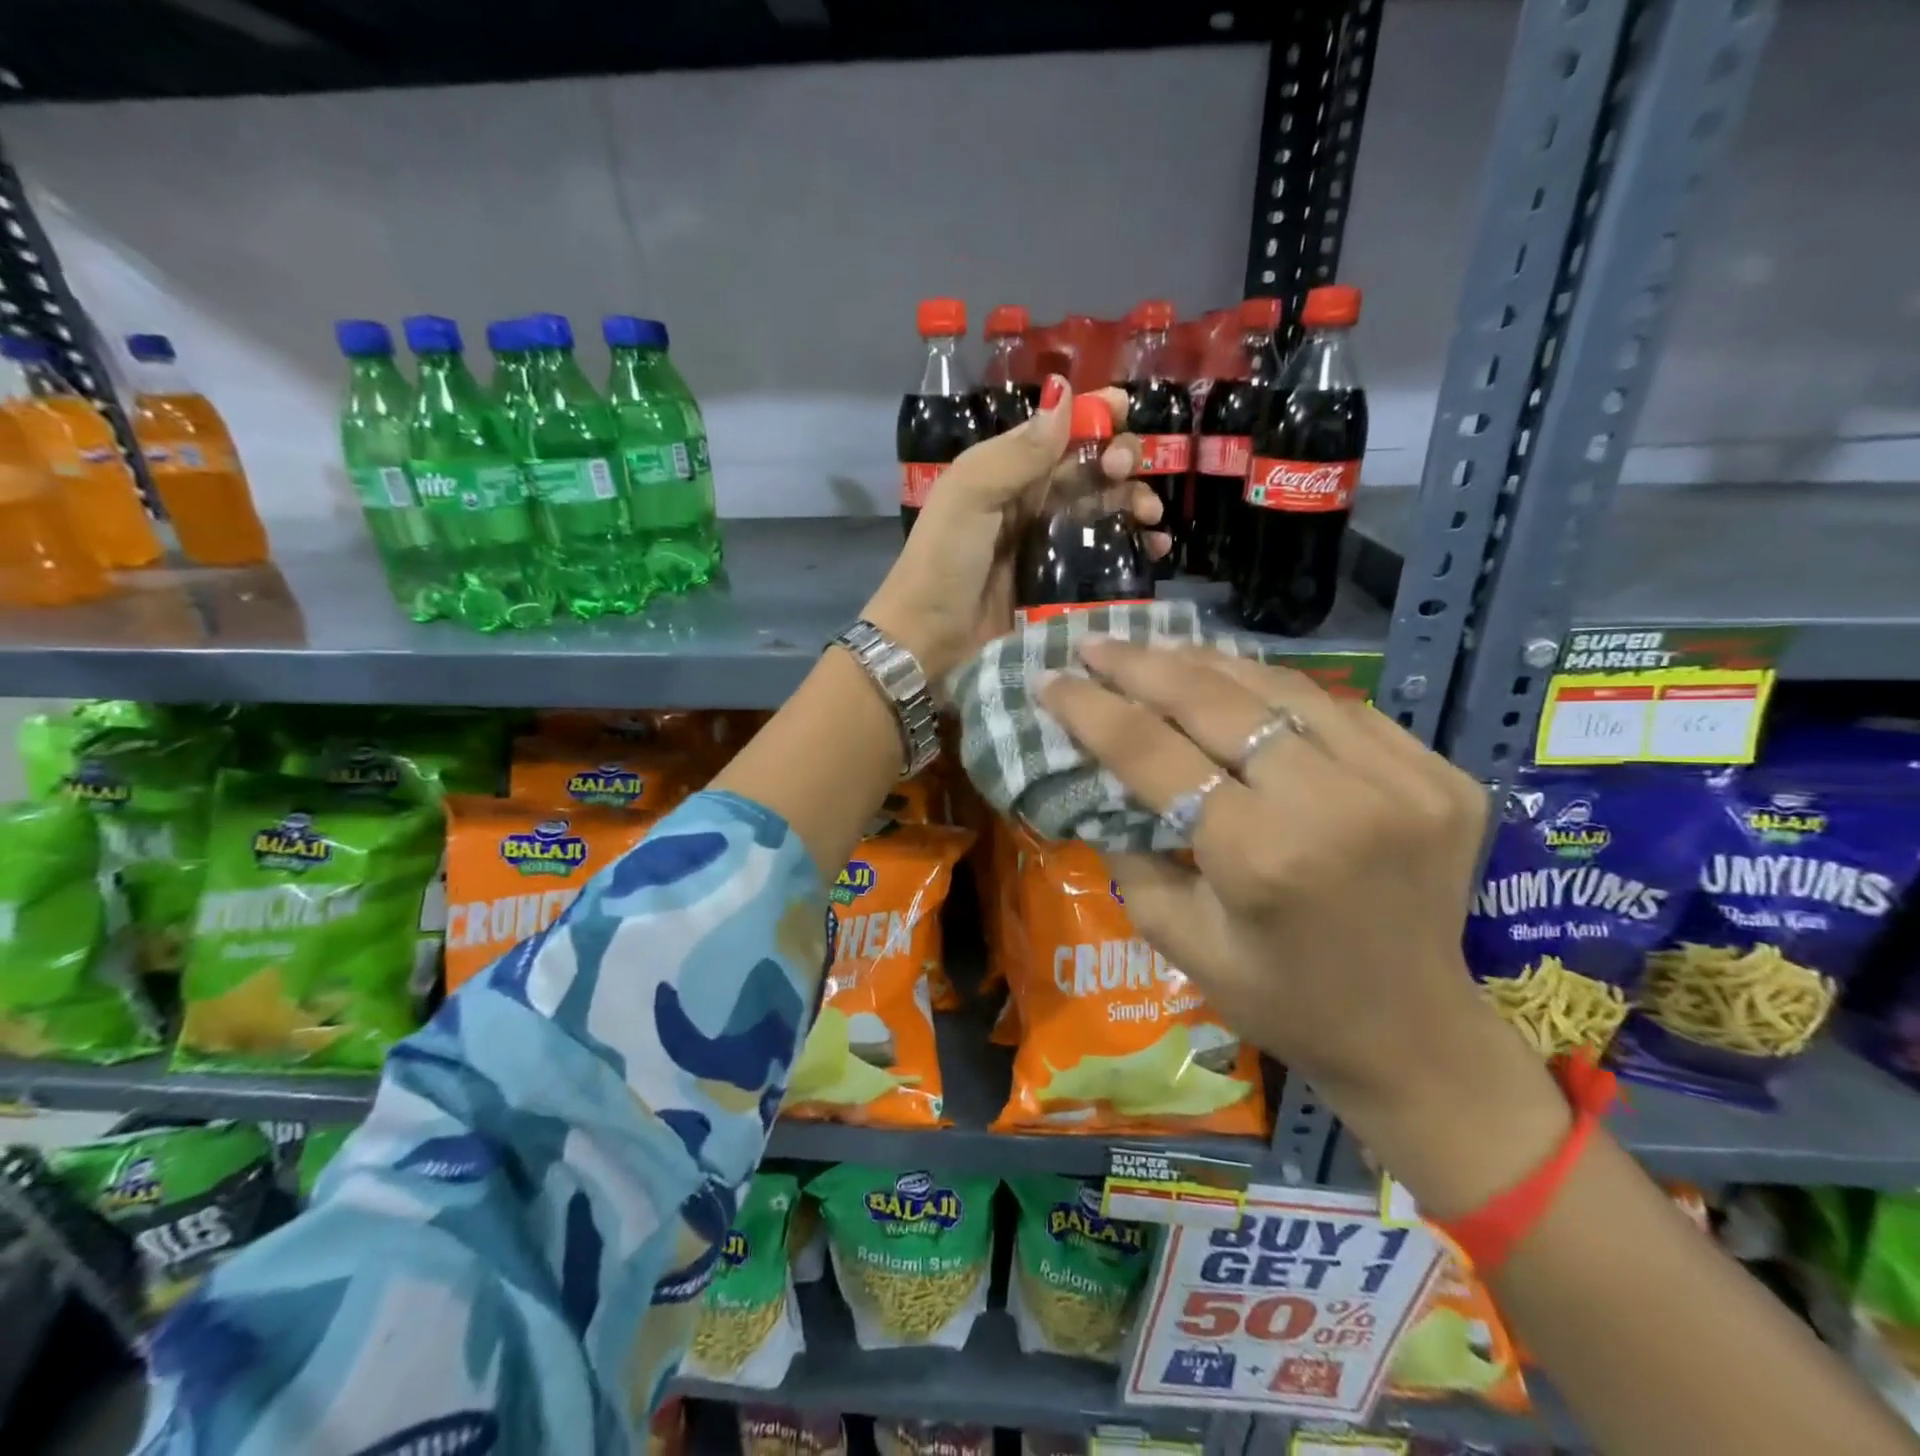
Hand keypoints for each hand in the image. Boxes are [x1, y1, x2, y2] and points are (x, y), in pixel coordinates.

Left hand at [862, 378, 1168, 683]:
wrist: (930, 638)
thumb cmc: (944, 561)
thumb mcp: (970, 496)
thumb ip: (1018, 453)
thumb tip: (1065, 394)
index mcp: (1005, 471)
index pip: (1058, 431)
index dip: (1093, 416)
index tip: (1125, 412)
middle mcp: (1030, 501)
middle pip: (1088, 468)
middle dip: (1119, 460)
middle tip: (1127, 473)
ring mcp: (1047, 543)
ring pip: (1102, 508)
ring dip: (1133, 501)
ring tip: (1150, 516)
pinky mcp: (1060, 582)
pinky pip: (1103, 554)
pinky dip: (1131, 546)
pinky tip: (1153, 547)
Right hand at [1041, 641, 1570, 1215]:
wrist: (1416, 1035)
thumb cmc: (1282, 1001)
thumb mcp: (1181, 942)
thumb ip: (1133, 854)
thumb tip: (1101, 780)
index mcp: (1261, 856)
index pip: (1155, 753)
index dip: (1094, 710)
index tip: (1051, 681)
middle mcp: (1335, 803)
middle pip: (1217, 702)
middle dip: (1143, 666)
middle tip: (1094, 644)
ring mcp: (1402, 781)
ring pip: (1281, 687)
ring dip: (1207, 663)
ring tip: (1155, 651)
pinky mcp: (1438, 774)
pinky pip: (1338, 708)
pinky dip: (1275, 690)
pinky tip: (1235, 682)